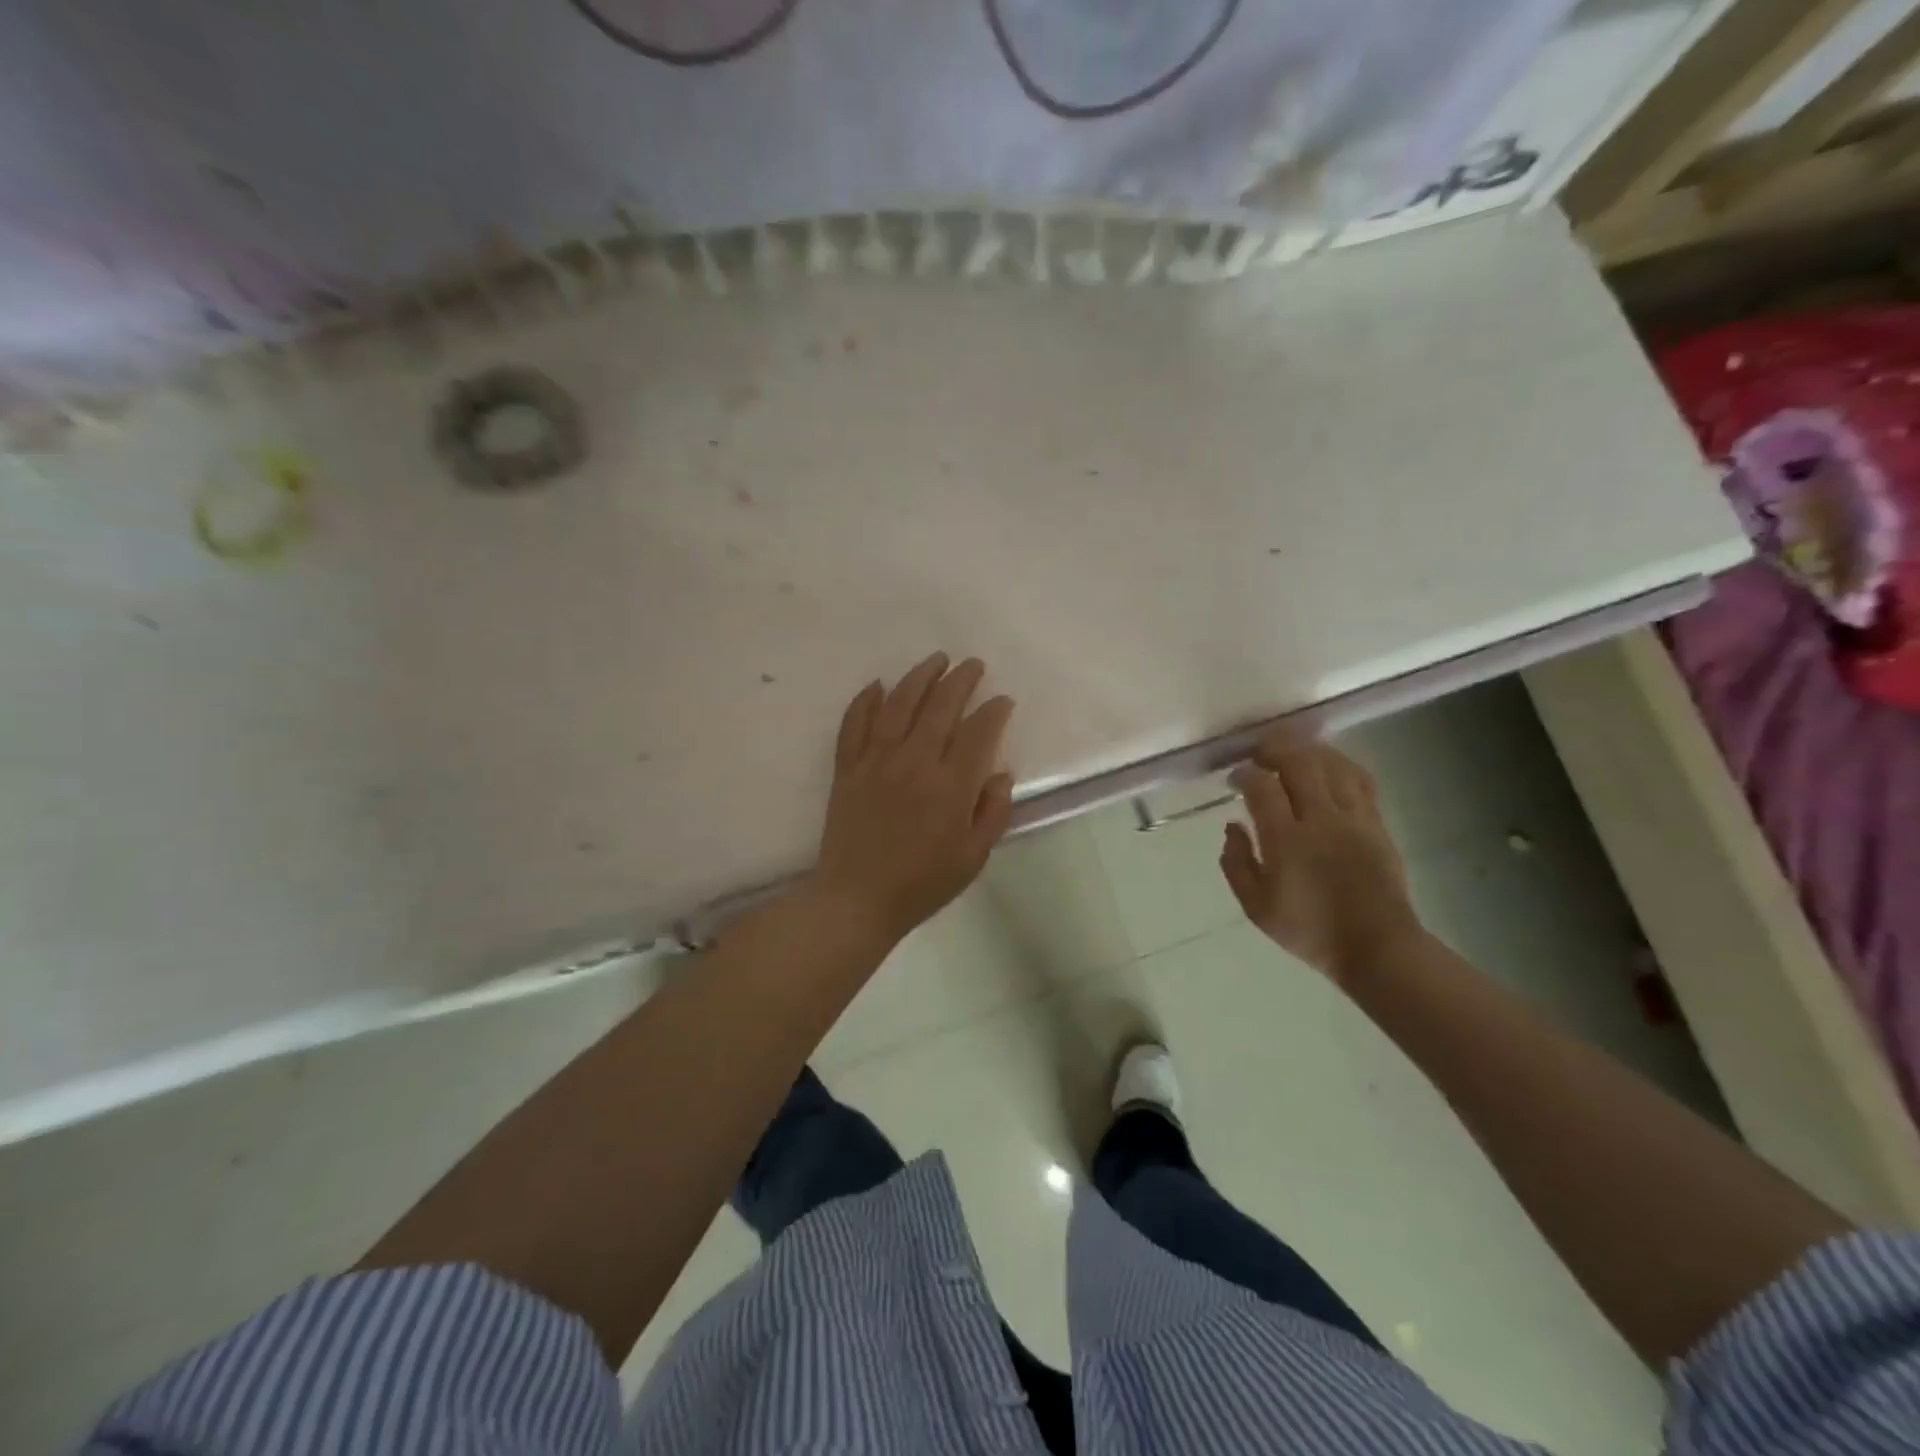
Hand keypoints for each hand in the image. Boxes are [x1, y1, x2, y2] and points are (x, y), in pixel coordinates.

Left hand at [811, 652, 1015, 947]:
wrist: (857, 900)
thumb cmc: (922, 884)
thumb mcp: (972, 858)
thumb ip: (992, 813)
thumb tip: (1000, 774)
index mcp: (950, 787)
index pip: (978, 733)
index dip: (994, 711)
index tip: (1003, 700)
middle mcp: (914, 763)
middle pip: (940, 707)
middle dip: (960, 680)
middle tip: (972, 665)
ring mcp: (876, 762)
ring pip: (898, 705)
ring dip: (919, 677)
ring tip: (935, 660)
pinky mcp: (847, 768)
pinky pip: (854, 724)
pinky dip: (865, 701)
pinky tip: (877, 685)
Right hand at [1219, 731, 1424, 987]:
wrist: (1377, 947)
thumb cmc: (1309, 930)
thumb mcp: (1256, 907)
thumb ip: (1236, 863)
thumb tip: (1232, 826)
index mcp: (1286, 841)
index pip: (1262, 787)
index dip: (1244, 774)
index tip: (1234, 778)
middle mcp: (1321, 820)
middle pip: (1298, 763)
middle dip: (1273, 748)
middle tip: (1258, 752)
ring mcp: (1354, 818)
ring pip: (1332, 763)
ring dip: (1307, 749)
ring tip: (1291, 750)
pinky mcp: (1377, 823)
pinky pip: (1360, 779)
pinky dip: (1339, 763)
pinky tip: (1327, 764)